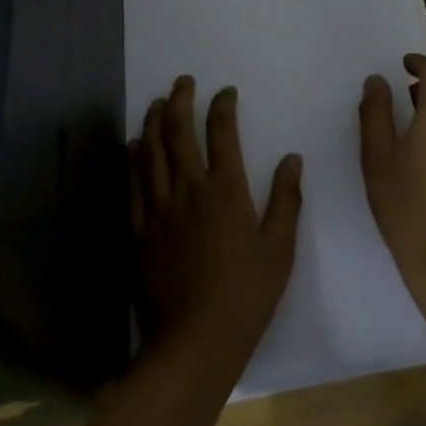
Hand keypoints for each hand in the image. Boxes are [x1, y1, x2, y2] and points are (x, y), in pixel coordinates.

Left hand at [131, 76, 302, 374]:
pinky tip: (134, 146)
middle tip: (182, 82)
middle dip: (180, 101)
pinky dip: (133, 159)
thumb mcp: (279, 250)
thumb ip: (287, 200)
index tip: (225, 91)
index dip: (222, 107)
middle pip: (178, 133)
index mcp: (225, 191)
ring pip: (151, 152)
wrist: (192, 344)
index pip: (222, 134)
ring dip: (154, 122)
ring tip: (157, 102)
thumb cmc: (244, 297)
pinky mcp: (138, 230)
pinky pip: (133, 184)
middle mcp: (188, 190)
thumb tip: (292, 158)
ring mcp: (159, 209)